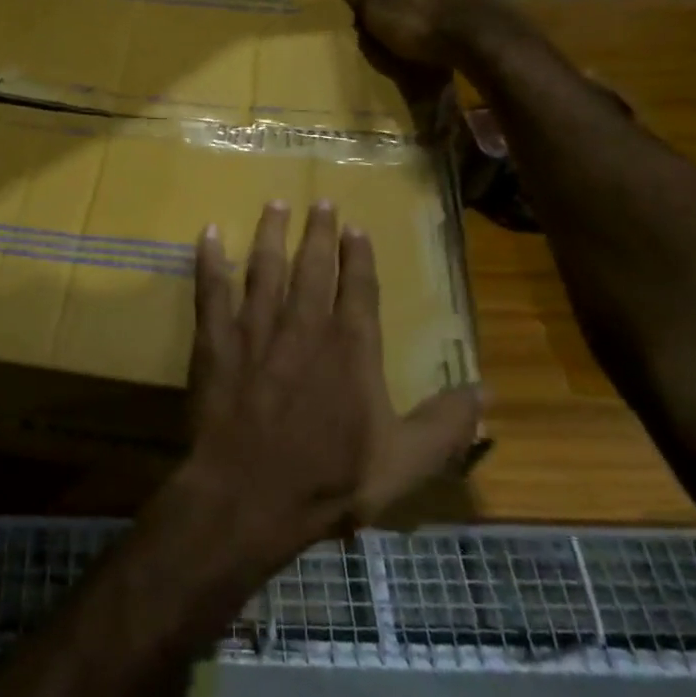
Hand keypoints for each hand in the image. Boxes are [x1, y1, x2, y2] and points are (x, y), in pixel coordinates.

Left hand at [174, 201, 481, 572]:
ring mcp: (255, 328)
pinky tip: (209, 234)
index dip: (359, 256)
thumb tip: (486, 393)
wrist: (250, 494)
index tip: (357, 228)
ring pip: (264, 267)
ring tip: (275, 204)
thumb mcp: (404, 463)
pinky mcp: (215, 340)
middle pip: (313, 266)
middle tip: (321, 202)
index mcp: (350, 348)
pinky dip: (209, 260)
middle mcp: (304, 324)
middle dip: (319, 232)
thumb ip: (446, 425)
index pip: (359, 287)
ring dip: (271, 233)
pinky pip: (210, 290)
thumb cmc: (329, 480)